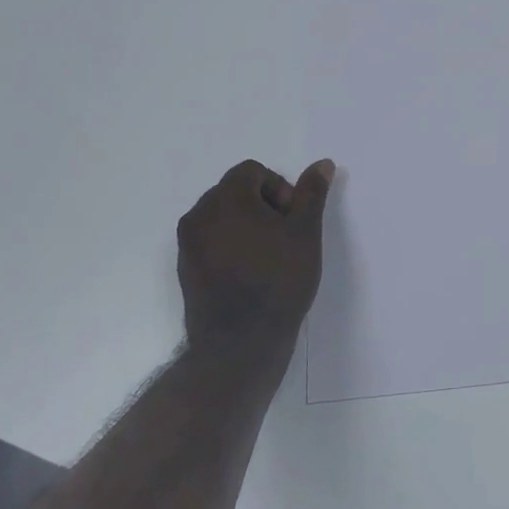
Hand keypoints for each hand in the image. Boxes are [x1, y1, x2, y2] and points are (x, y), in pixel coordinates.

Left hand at [177, 158, 335, 351]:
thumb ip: (312, 193)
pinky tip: (251, 272)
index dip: (279, 188)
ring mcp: (188, 243)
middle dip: (263, 205)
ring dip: (247, 224)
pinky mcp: (186, 268)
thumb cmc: (278, 280)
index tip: (292, 219)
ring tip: (269, 255)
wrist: (240, 344)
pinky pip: (210, 241)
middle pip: (235, 190)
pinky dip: (231, 245)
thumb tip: (323, 163)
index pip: (252, 171)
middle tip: (285, 237)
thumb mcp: (305, 232)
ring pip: (222, 216)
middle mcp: (199, 214)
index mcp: (226, 198)